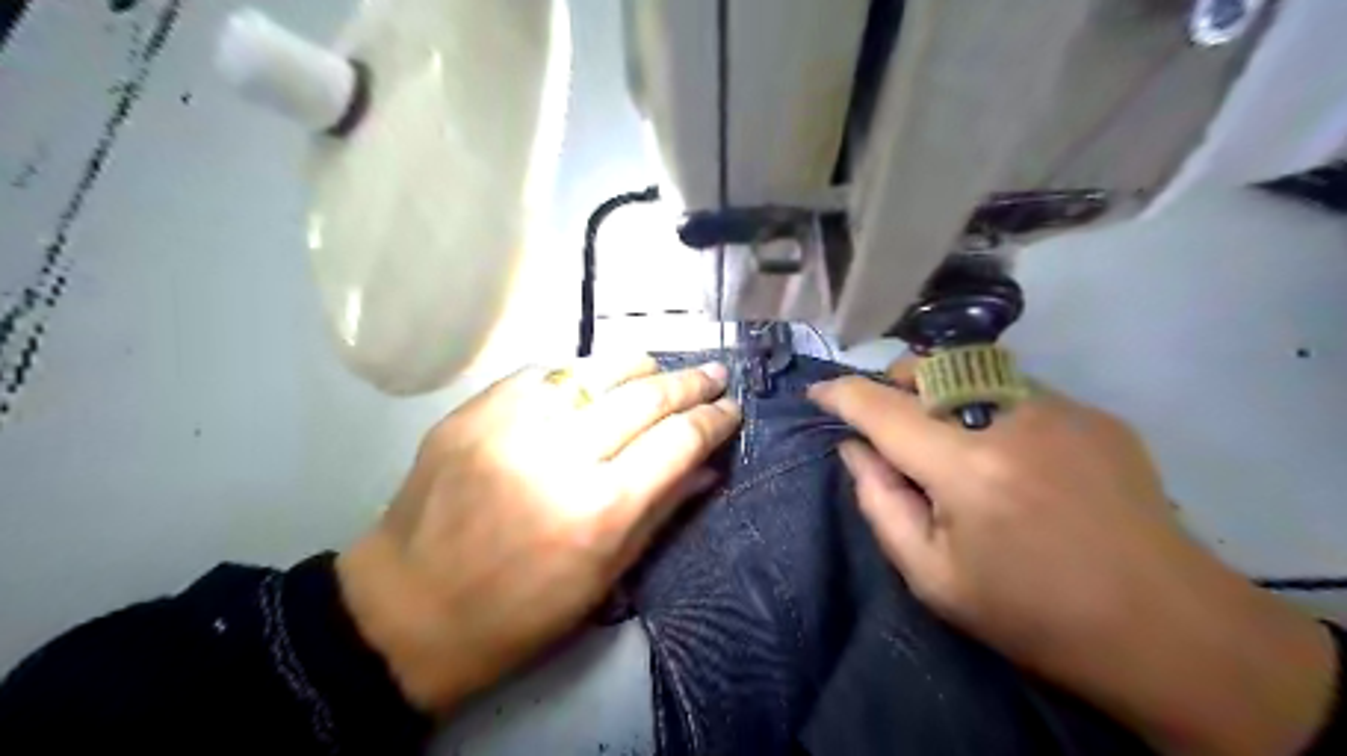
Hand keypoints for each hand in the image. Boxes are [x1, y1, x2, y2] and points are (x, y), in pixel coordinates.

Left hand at [334, 355, 736, 714]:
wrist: (406, 610)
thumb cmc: (518, 614)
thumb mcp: (605, 579)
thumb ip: (662, 512)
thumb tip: (708, 467)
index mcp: (600, 510)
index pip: (677, 442)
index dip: (713, 420)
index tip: (731, 409)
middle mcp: (560, 455)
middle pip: (644, 397)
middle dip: (690, 382)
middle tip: (714, 374)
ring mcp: (511, 425)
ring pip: (596, 371)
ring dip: (640, 366)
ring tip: (662, 370)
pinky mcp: (474, 411)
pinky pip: (544, 374)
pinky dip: (581, 374)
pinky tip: (595, 381)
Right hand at [808, 360, 1335, 755]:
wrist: (1168, 630)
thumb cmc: (1034, 615)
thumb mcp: (933, 577)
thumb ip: (880, 503)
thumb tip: (855, 448)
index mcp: (967, 468)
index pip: (882, 407)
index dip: (841, 394)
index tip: (817, 392)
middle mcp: (1011, 418)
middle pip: (927, 367)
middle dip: (892, 383)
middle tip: (887, 423)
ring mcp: (1060, 408)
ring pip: (971, 371)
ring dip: (939, 393)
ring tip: (947, 440)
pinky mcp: (1092, 414)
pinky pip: (1015, 390)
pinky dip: (987, 408)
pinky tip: (1008, 454)